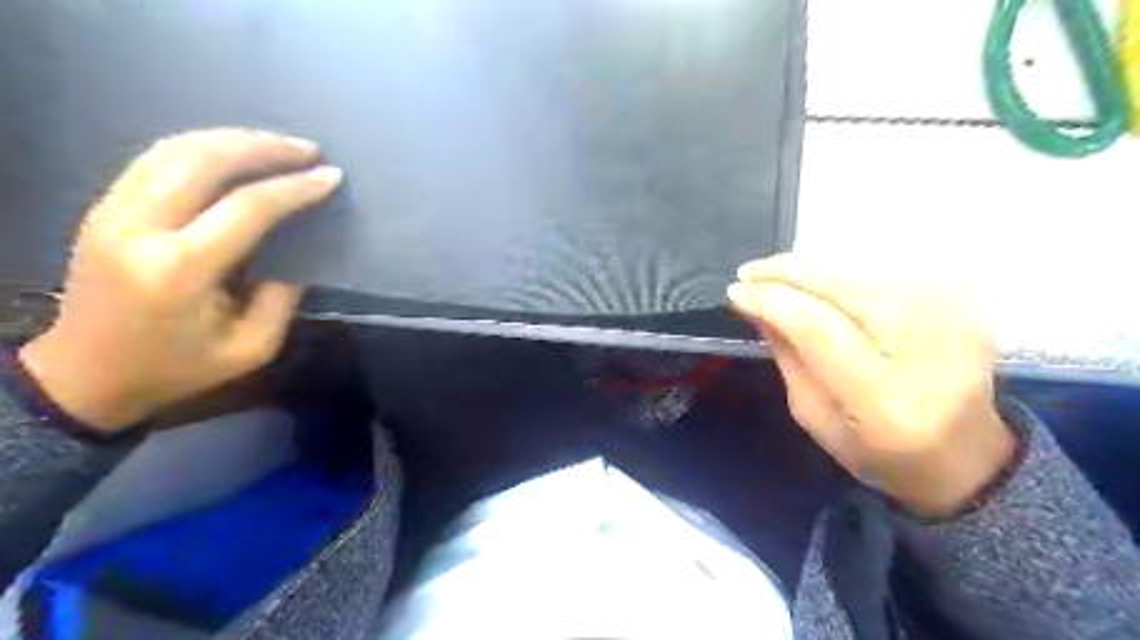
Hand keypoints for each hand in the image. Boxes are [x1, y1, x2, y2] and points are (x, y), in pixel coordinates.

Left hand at [20, 128, 340, 431]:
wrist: (86, 374)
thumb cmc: (177, 367)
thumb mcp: (250, 348)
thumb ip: (282, 298)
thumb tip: (299, 252)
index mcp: (180, 270)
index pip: (246, 208)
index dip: (294, 188)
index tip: (330, 176)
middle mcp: (139, 229)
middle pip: (204, 161)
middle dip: (264, 148)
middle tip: (307, 149)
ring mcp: (112, 212)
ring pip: (175, 150)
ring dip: (232, 139)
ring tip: (277, 144)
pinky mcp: (105, 208)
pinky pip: (156, 159)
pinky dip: (202, 147)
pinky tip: (234, 153)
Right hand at [726, 252, 1009, 513]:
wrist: (964, 457)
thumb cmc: (876, 450)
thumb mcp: (814, 415)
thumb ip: (787, 356)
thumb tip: (757, 304)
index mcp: (884, 399)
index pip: (818, 327)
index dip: (773, 300)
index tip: (736, 292)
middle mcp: (925, 351)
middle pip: (843, 287)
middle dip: (788, 272)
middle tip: (748, 273)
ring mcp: (952, 320)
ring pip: (862, 271)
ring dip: (811, 267)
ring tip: (774, 273)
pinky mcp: (960, 305)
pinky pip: (885, 272)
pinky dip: (842, 271)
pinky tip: (817, 279)